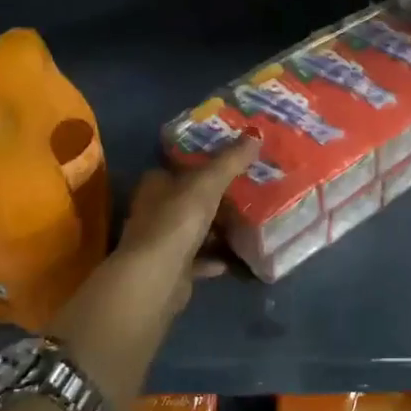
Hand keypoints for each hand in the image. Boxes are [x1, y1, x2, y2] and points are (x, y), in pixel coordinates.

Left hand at [109, 135, 260, 319]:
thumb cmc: (177, 220)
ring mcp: (161, 242)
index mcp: (155, 184)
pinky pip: (198, 259)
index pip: (177, 167)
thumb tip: (256, 133)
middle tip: (246, 191)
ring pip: (193, 229)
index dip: (201, 163)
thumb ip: (231, 160)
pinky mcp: (171, 269)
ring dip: (215, 229)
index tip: (231, 161)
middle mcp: (153, 210)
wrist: (156, 277)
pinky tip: (235, 257)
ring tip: (247, 223)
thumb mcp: (208, 183)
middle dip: (213, 197)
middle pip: (187, 198)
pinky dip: (214, 257)